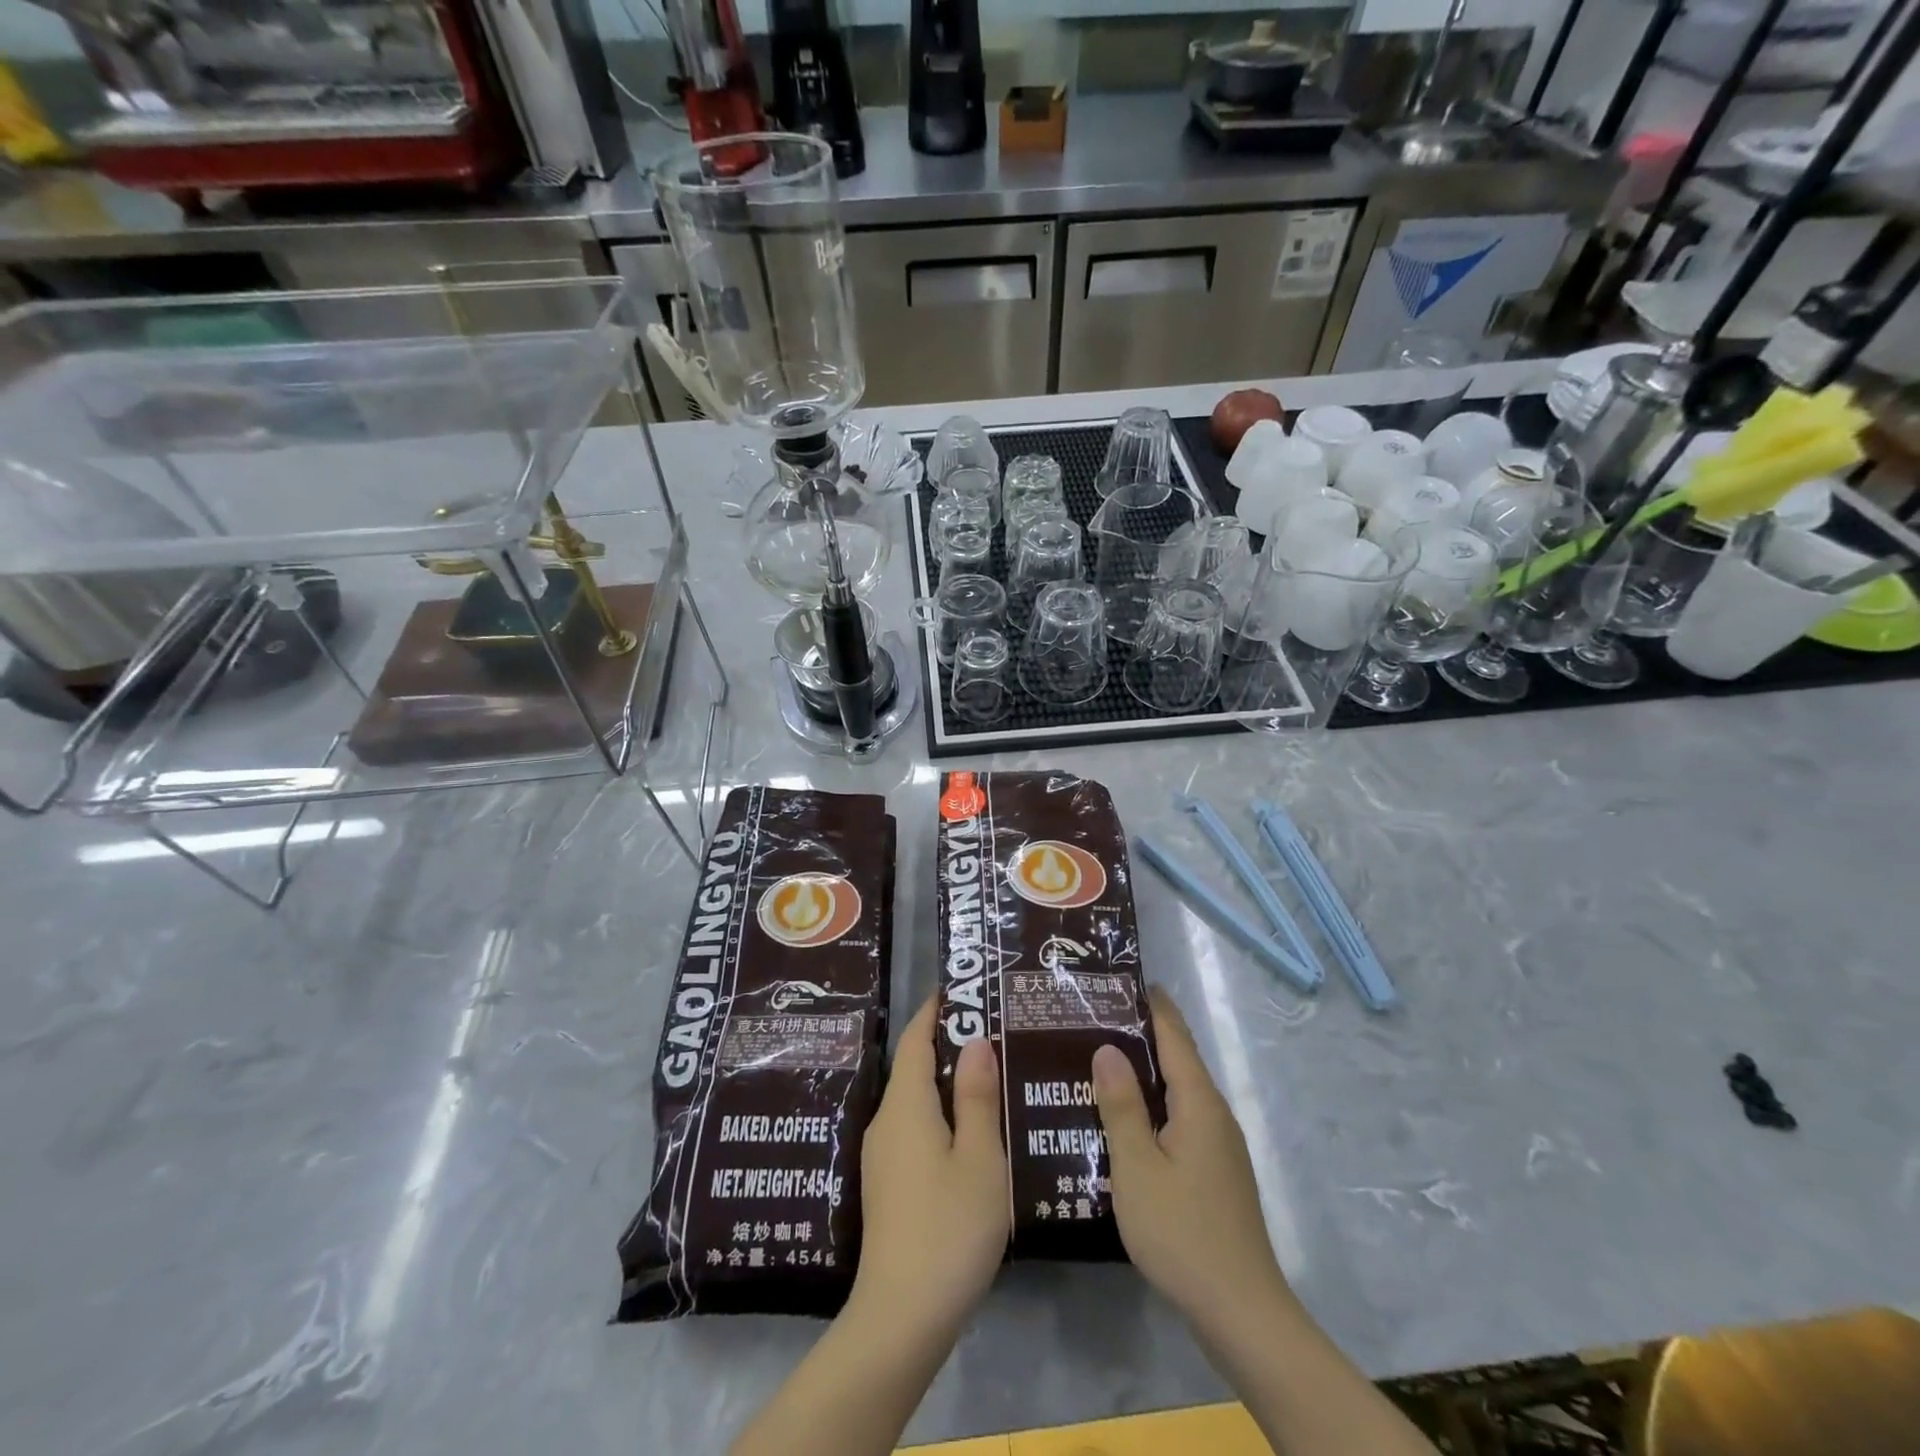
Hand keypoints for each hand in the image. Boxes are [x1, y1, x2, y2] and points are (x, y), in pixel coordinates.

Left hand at [849, 997, 1008, 1341]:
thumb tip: (975, 1042)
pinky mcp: (887, 1184)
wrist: (901, 1318)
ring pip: (915, 1100)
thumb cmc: (948, 1228)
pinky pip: (913, 1127)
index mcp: (906, 1106)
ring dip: (946, 1081)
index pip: (916, 1040)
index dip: (935, 1011)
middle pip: (914, 1067)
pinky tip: (970, 1129)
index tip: (960, 988)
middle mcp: (886, 1122)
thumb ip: (977, 1097)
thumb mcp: (979, 1159)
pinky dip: (940, 1112)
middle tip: (991, 1029)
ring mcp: (882, 1156)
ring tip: (988, 1073)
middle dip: (947, 1043)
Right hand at [1092, 987, 1287, 1324]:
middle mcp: (1215, 1115)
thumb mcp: (1137, 1167)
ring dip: (1145, 1073)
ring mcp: (1219, 1147)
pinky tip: (1125, 1120)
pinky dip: (1153, 1106)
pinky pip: (1180, 1120)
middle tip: (1094, 1018)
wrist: (1241, 1312)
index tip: (1122, 979)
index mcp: (1199, 1103)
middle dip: (1142, 1035)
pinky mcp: (1215, 1173)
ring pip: (1178, 1093)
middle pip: (1178, 1061)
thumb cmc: (1182, 1232)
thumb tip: (1107, 1048)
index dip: (1152, 1005)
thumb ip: (1121, 1106)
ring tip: (1100, 1061)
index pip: (1175, 1037)